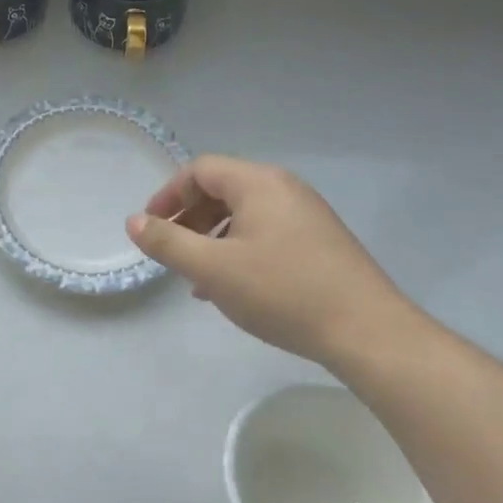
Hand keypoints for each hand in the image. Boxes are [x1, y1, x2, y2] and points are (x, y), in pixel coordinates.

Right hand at [126, 155, 414, 364]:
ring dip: (212, 237)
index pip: (200, 170)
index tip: (150, 226)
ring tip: (196, 275)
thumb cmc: (283, 292)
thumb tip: (133, 221)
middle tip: (170, 250)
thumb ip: (167, 242)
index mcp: (259, 183)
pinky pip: (266, 233)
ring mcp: (307, 215)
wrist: (368, 332)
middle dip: (189, 218)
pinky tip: (232, 287)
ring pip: (244, 215)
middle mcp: (285, 189)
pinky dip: (239, 249)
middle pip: (223, 189)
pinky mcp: (321, 242)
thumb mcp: (213, 269)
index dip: (169, 194)